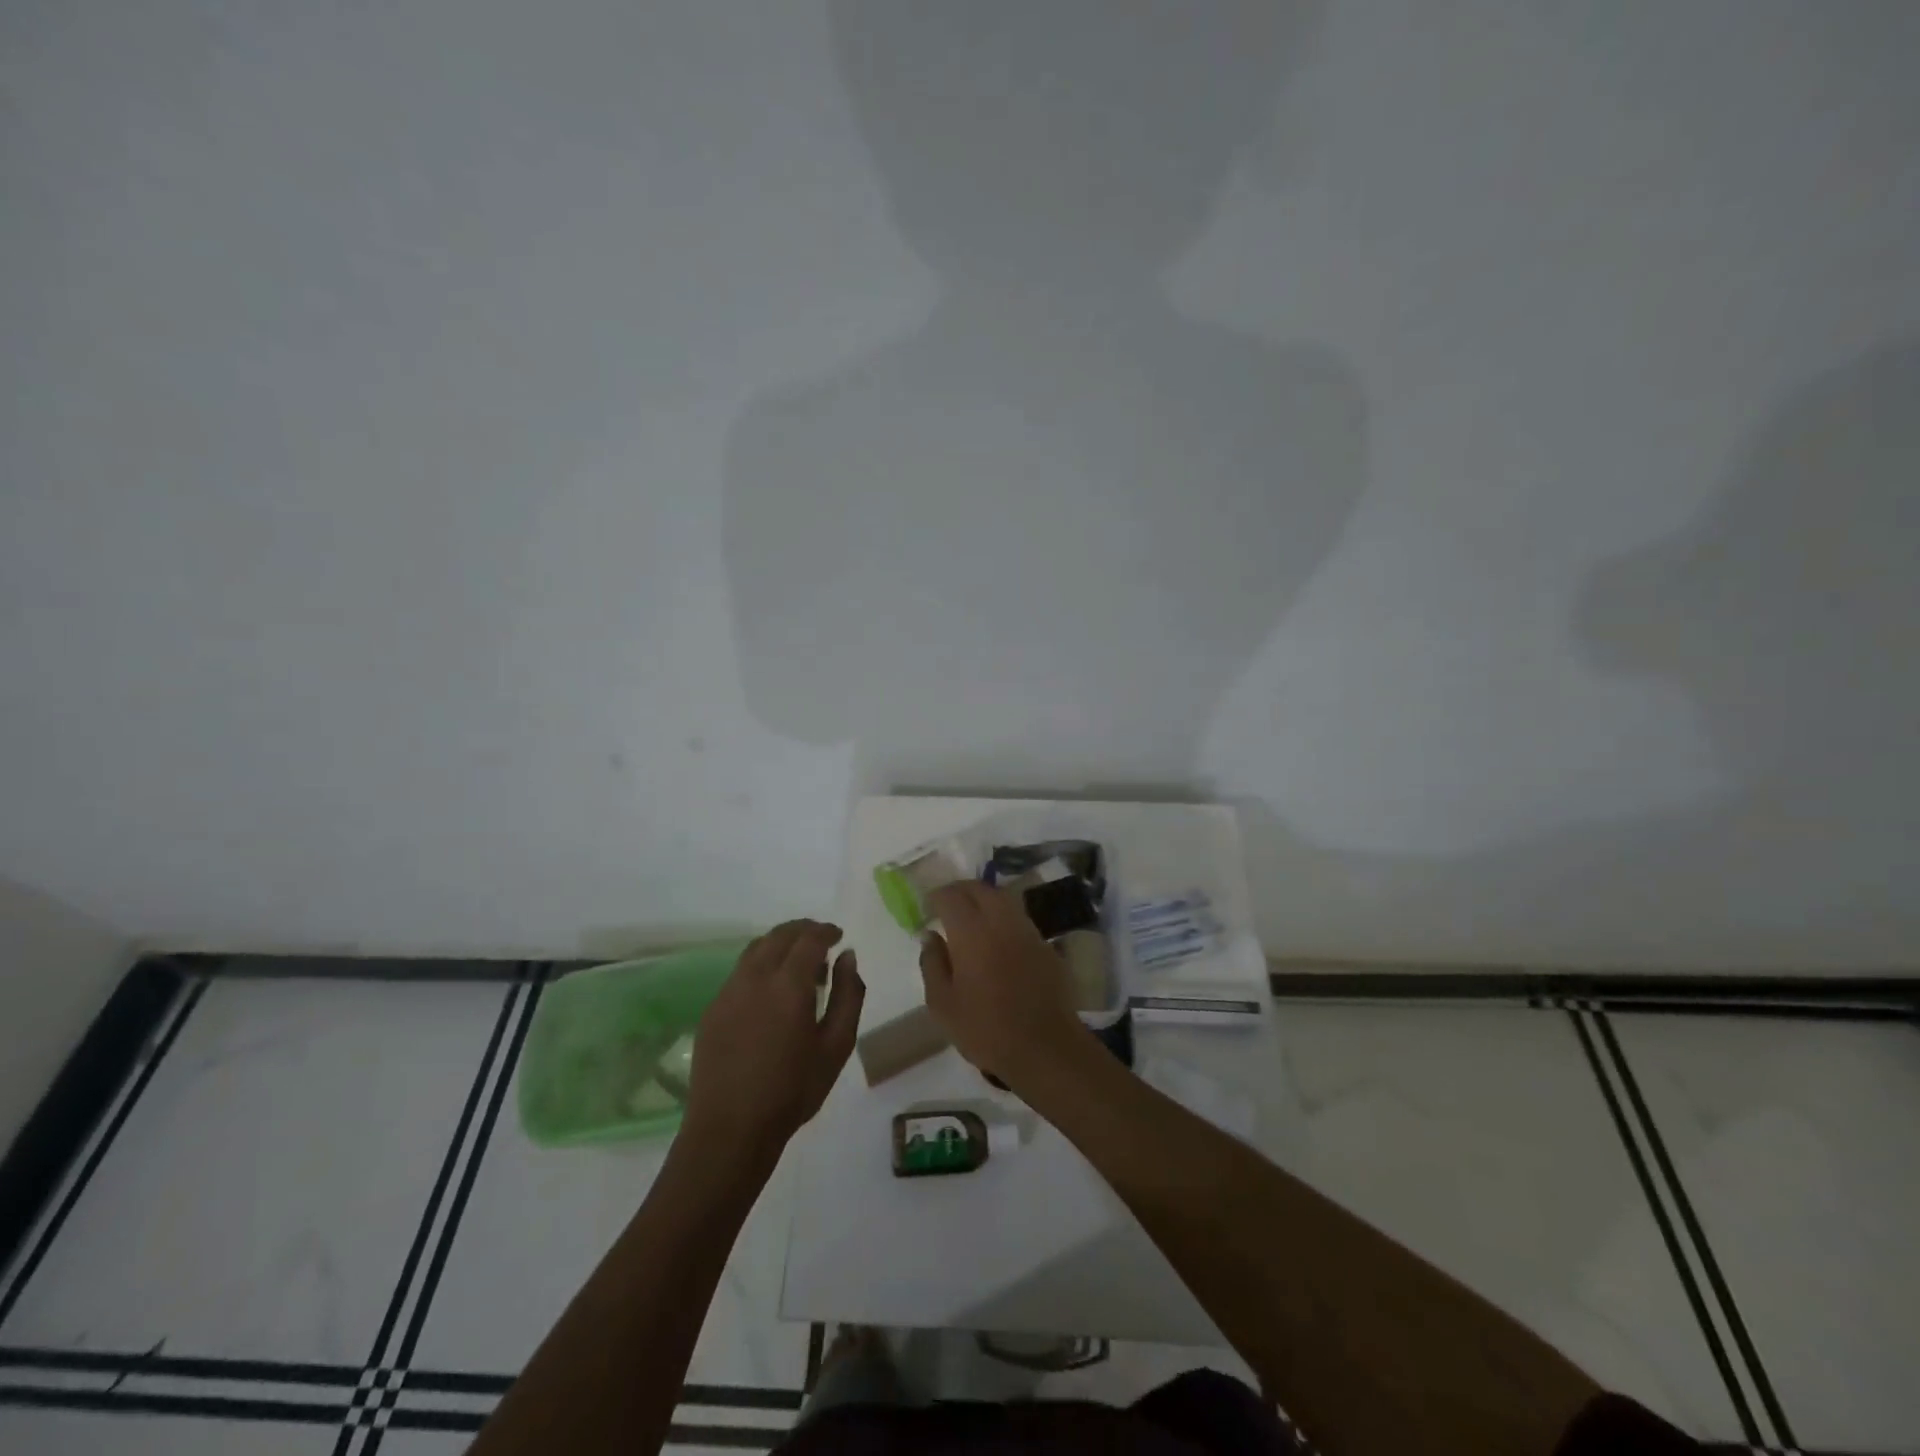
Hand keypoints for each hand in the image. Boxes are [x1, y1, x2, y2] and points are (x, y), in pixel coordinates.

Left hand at [682, 920, 863, 1160]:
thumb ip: (848, 995)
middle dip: (803, 930)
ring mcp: (728, 992)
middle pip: (779, 935)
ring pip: (756, 949)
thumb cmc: (792, 1090)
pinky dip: (761, 964)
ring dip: (780, 944)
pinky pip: (740, 971)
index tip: (838, 936)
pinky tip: (771, 990)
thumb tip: (847, 956)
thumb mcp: (837, 1045)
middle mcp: (755, 977)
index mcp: (788, 984)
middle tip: (821, 941)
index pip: (809, 938)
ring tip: (798, 964)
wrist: (730, 1130)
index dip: (826, 931)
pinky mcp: (712, 1009)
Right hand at [919, 881, 1083, 1084]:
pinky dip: (1003, 917)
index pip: (951, 896)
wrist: (1045, 1047)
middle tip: (947, 904)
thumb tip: (930, 936)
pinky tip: (997, 938)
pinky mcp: (1045, 945)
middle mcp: (1001, 921)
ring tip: (971, 917)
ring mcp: (1027, 931)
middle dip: (960, 890)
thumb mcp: (943, 1004)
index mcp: (972, 932)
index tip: (927, 906)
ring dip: (983, 899)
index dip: (936, 896)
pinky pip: (1019, 918)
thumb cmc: (986, 1029)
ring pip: (1003, 899)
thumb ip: (932, 964)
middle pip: (980, 889)